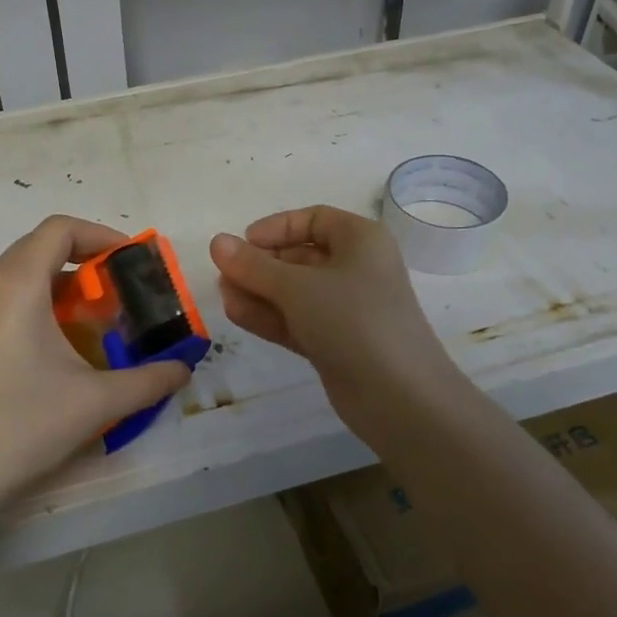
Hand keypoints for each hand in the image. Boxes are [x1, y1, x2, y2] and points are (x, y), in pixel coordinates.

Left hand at [0, 216, 192, 521]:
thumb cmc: (25, 424)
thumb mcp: (98, 401)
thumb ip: (149, 380)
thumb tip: (182, 370)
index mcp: (17, 285)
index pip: (60, 230)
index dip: (100, 235)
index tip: (130, 261)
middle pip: (38, 247)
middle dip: (83, 260)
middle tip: (116, 291)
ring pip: (16, 274)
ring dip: (56, 284)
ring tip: (87, 319)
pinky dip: (31, 304)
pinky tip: (49, 349)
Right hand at [210, 206, 459, 426]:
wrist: (400, 397)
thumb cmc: (352, 320)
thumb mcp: (297, 287)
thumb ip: (253, 265)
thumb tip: (216, 242)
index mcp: (361, 241)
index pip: (314, 220)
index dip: (277, 227)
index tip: (243, 243)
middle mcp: (357, 269)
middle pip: (301, 257)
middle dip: (261, 265)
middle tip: (224, 274)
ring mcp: (347, 310)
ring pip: (296, 292)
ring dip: (259, 292)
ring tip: (223, 295)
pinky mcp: (337, 343)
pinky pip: (298, 320)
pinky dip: (270, 316)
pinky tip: (235, 313)